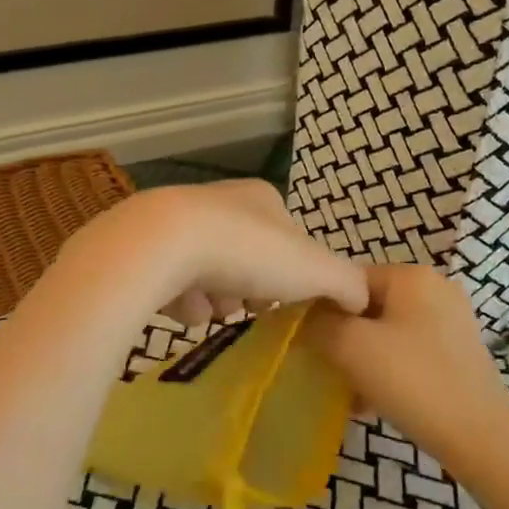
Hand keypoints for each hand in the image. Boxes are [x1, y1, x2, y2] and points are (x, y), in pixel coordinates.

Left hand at [58, 180, 368, 328]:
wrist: (162, 245)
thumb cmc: (249, 250)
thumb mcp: (316, 268)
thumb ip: (346, 283)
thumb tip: (361, 300)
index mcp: (261, 198)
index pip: (288, 239)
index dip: (294, 273)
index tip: (290, 299)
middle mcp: (219, 203)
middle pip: (248, 258)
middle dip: (251, 288)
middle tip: (251, 308)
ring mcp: (178, 224)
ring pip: (210, 272)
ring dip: (217, 298)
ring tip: (212, 310)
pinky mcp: (146, 250)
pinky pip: (173, 284)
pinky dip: (182, 301)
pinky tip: (182, 308)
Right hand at [301, 265, 508, 480]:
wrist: (481, 439)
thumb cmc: (413, 381)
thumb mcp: (351, 347)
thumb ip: (318, 323)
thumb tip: (304, 317)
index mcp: (413, 275)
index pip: (349, 279)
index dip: (323, 309)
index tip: (311, 343)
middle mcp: (436, 288)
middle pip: (369, 306)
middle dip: (344, 338)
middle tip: (329, 369)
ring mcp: (452, 321)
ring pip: (388, 332)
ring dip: (364, 359)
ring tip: (350, 393)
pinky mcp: (460, 352)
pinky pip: (410, 351)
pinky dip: (389, 370)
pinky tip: (374, 402)